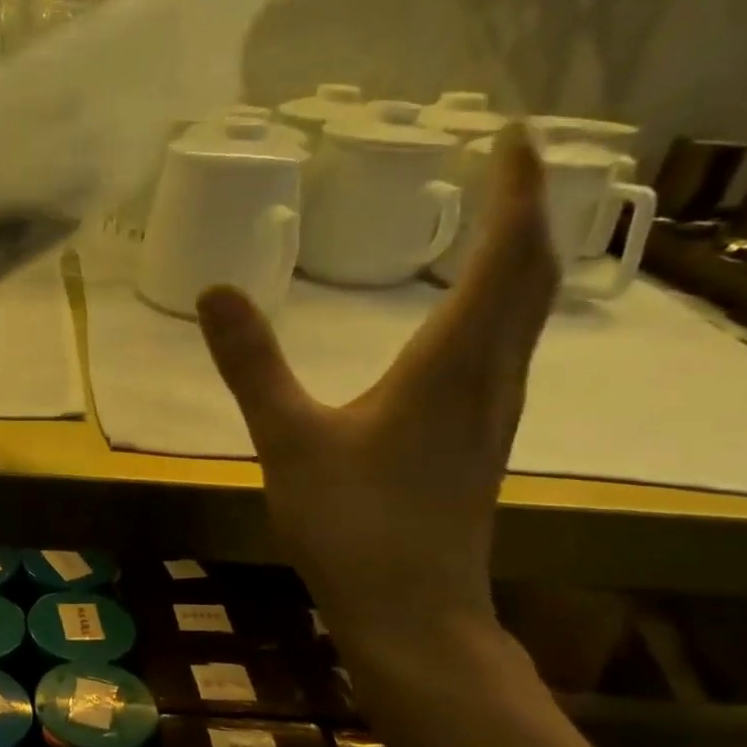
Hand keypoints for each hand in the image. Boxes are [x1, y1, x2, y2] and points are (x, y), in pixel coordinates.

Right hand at [198, 122, 556, 641]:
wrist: (412, 611)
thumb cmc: (352, 524)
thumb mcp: (288, 439)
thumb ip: (252, 364)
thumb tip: (215, 289)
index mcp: (451, 364)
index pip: (503, 255)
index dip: (515, 190)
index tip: (513, 134)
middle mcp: (489, 377)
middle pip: (531, 276)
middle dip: (527, 211)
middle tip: (510, 162)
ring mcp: (494, 412)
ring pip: (527, 314)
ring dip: (521, 257)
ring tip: (497, 221)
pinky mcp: (481, 440)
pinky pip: (508, 348)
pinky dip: (503, 305)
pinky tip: (472, 318)